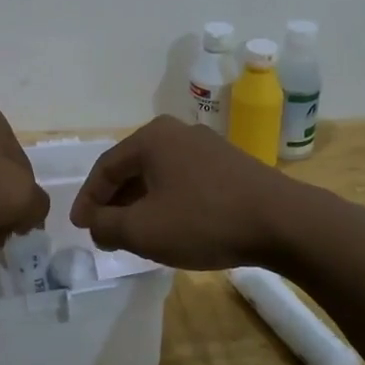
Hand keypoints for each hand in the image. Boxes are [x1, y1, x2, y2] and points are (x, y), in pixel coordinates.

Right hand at [69, 116, 303, 269]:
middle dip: (115, 201)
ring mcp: (207, 146)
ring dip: (141, 203)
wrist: (284, 222)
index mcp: (151, 138)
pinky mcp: (230, 164)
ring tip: (134, 233)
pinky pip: (184, 180)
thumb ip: (107, 225)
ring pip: (159, 175)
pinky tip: (171, 225)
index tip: (80, 226)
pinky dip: (168, 201)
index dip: (88, 199)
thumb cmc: (204, 221)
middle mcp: (177, 132)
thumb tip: (95, 222)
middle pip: (132, 168)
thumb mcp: (143, 230)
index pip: (105, 167)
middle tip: (104, 231)